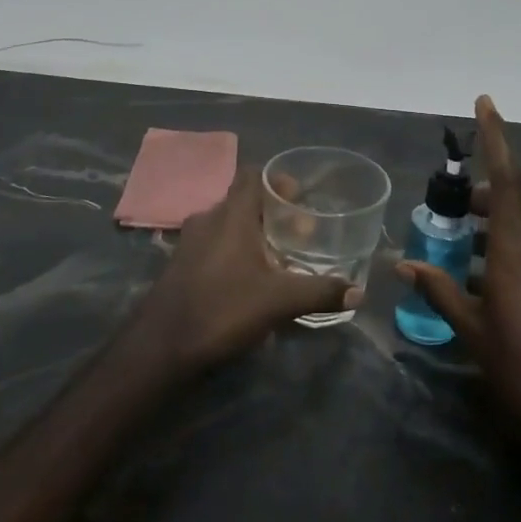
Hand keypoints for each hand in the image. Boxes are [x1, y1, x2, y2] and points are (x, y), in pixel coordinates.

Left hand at [133, 165, 360, 373]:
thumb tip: (359, 293)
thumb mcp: (279, 301)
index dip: (278, 180)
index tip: (301, 199)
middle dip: (272, 213)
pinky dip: (234, 252)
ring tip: (279, 258)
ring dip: (252, 234)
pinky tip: (249, 279)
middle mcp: (208, 219)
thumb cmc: (222, 308)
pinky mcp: (181, 265)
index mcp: (232, 215)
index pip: (253, 175)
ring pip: (228, 224)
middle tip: (299, 234)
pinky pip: (214, 245)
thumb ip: (320, 292)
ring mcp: (190, 242)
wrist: (161, 346)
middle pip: (244, 200)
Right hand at [396, 95, 520, 452]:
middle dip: (482, 192)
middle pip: (512, 199)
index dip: (496, 138)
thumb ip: (440, 290)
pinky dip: (502, 248)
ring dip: (491, 224)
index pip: (508, 178)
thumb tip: (403, 262)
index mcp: (518, 250)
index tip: (485, 104)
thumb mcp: (473, 332)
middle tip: (449, 203)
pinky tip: (480, 278)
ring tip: (457, 240)